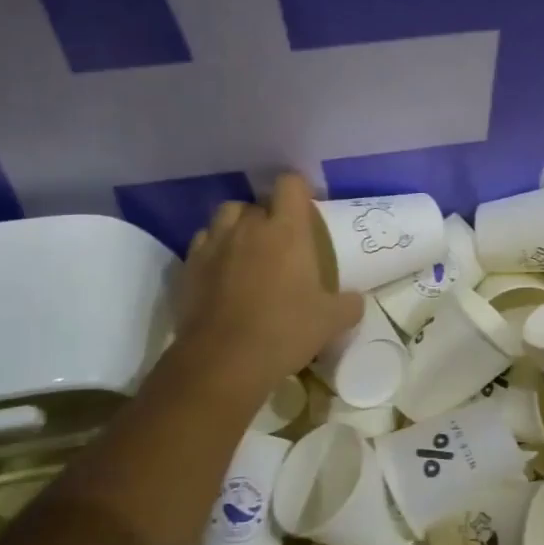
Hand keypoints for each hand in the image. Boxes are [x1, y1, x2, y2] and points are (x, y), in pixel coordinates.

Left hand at [169, 174, 362, 398]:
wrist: (224, 360)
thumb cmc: (286, 331)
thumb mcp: (332, 321)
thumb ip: (349, 304)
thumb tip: (355, 300)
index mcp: (287, 230)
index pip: (290, 184)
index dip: (300, 190)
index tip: (308, 209)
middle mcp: (248, 227)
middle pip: (257, 201)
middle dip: (269, 214)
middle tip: (281, 240)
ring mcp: (214, 244)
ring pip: (226, 215)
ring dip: (239, 225)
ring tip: (248, 249)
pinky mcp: (189, 266)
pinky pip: (203, 242)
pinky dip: (214, 248)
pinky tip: (222, 271)